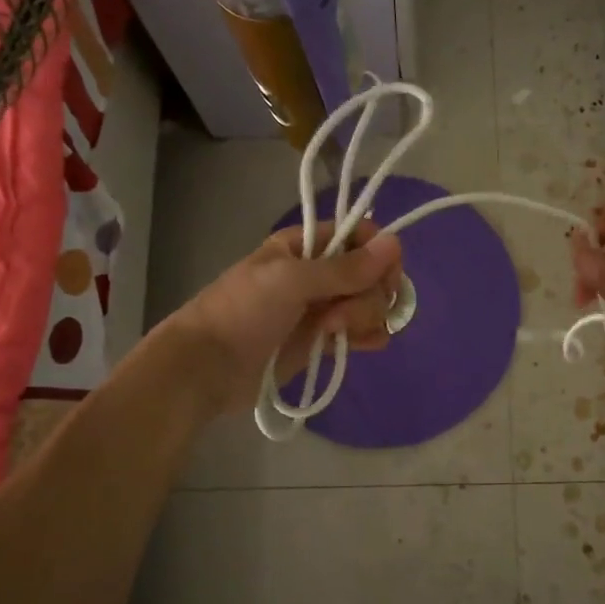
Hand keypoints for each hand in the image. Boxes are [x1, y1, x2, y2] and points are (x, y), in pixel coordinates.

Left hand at [164, 222, 403, 417]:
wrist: (208, 367)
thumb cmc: (243, 312)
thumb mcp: (292, 281)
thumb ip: (345, 268)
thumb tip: (396, 242)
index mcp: (308, 245)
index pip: (361, 236)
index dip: (379, 255)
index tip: (382, 277)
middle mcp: (321, 272)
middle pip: (372, 274)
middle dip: (367, 294)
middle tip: (337, 314)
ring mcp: (324, 307)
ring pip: (371, 303)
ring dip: (365, 317)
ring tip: (334, 334)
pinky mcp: (324, 340)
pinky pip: (362, 331)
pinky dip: (370, 336)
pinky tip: (363, 345)